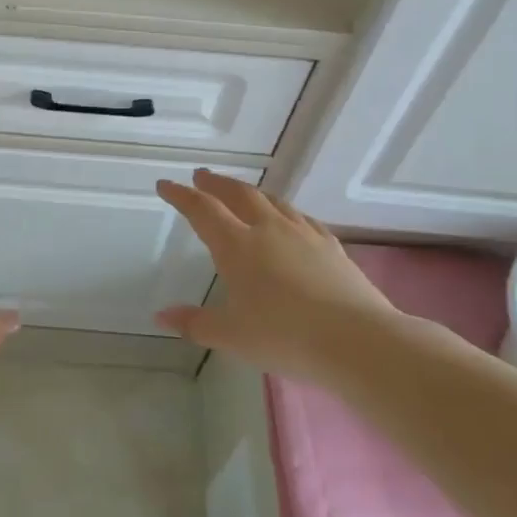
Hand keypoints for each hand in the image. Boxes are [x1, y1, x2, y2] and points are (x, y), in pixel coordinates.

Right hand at [155, 169, 400, 380]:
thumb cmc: (284, 337)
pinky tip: (288, 220)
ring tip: (240, 192)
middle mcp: (268, 229)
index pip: (202, 210)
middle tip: (201, 176)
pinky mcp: (330, 245)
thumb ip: (195, 323)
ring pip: (271, 201)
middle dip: (215, 183)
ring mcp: (303, 234)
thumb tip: (160, 316)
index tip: (165, 185)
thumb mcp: (232, 336)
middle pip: (237, 194)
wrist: (356, 340)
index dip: (181, 195)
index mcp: (237, 246)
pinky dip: (284, 211)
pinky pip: (301, 217)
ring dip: (250, 192)